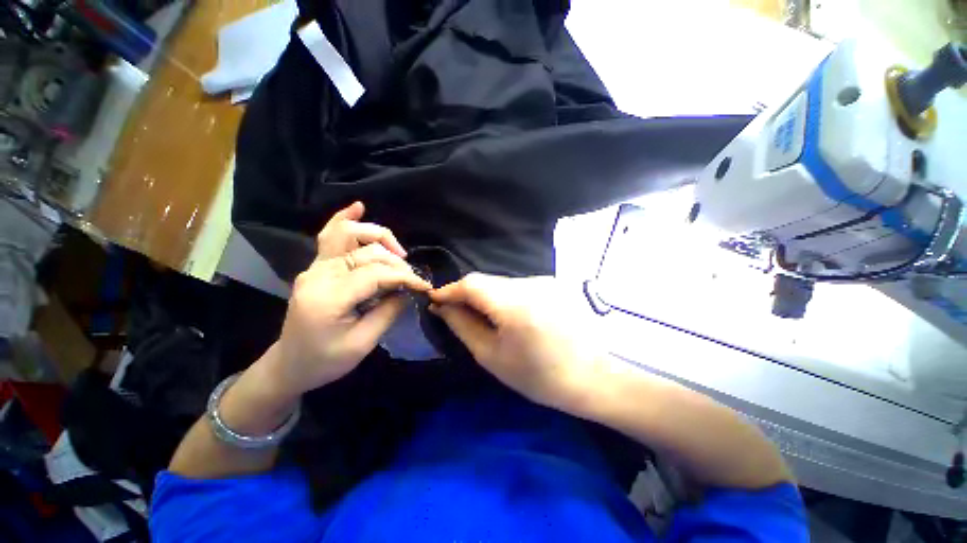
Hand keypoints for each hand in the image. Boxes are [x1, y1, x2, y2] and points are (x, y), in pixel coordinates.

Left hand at [265, 205, 430, 398]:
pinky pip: (330, 236)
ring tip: (398, 252)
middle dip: (396, 262)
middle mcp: (319, 274)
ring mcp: (315, 267)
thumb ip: (388, 312)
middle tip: (412, 280)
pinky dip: (345, 220)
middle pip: (367, 253)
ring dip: (378, 237)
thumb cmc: (326, 361)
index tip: (423, 286)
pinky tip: (358, 207)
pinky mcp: (317, 267)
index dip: (404, 277)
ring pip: (348, 235)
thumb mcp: (363, 344)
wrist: (290, 364)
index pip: (375, 274)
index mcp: (329, 297)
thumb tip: (407, 289)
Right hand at [429, 273, 604, 411]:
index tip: (434, 300)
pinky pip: (517, 286)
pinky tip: (506, 314)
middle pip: (486, 281)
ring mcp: (544, 281)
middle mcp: (530, 284)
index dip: (449, 289)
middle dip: (466, 294)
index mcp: (515, 304)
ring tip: (480, 316)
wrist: (590, 377)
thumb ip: (463, 325)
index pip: (472, 283)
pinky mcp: (551, 284)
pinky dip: (503, 296)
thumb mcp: (491, 355)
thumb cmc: (537, 376)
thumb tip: (441, 306)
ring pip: (501, 282)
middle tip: (455, 312)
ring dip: (485, 295)